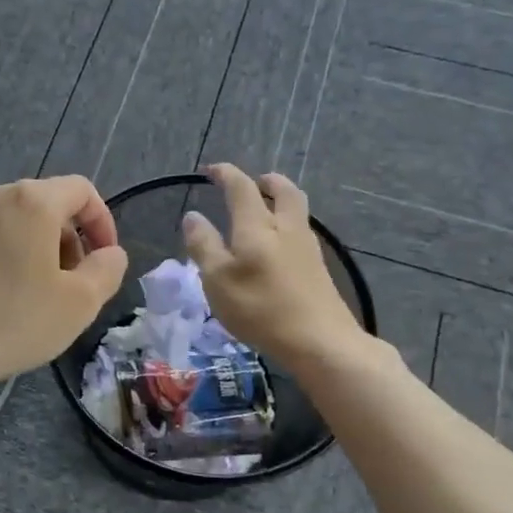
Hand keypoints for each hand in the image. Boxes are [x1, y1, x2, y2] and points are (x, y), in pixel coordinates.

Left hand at [0, 177, 127, 391]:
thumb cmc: (10, 320)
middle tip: (70, 285)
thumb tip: (109, 253)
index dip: (102, 221)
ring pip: (12, 221)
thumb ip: (106, 270)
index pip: (81, 190)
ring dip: (33, 249)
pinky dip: (0, 256)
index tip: (104, 260)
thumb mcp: (78, 304)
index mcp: (31, 201)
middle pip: (45, 204)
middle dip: (67, 239)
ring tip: (32, 294)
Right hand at [181, 164, 369, 368]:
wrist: (320, 341)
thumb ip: (204, 244)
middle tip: (253, 183)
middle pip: (283, 190)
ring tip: (264, 210)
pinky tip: (278, 244)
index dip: (225, 174)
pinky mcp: (318, 268)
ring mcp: (307, 247)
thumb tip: (193, 215)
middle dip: (267, 181)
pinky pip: (302, 231)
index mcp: (257, 225)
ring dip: (280, 201)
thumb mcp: (218, 278)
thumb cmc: (260, 308)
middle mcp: (286, 227)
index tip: (210, 170)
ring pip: (297, 210)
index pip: (241, 187)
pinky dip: (287, 224)